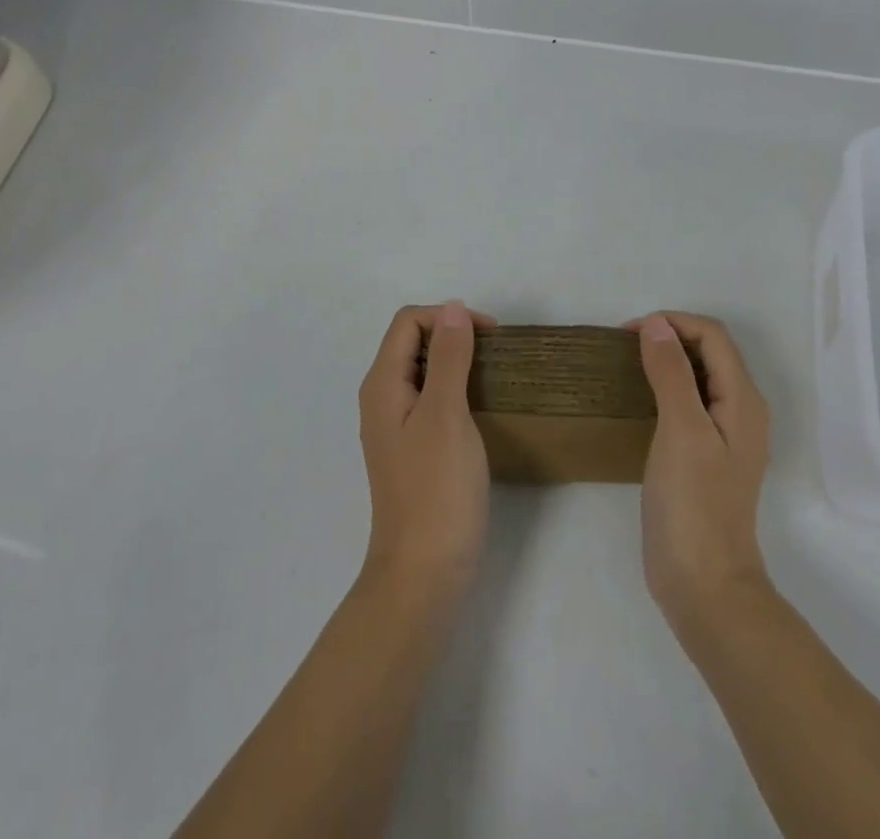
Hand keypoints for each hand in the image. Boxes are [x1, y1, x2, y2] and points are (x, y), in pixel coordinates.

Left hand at [358, 301, 496, 611]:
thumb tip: (452, 307)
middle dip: (453, 335)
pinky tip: (481, 408)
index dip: (448, 317)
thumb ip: (449, 357)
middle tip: (496, 355)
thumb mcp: (446, 414)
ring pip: (424, 371)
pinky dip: (456, 390)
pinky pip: (431, 399)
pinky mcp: (413, 449)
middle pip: (413, 342)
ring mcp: (396, 426)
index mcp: (383, 384)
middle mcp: (382, 399)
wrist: (423, 573)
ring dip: (457, 362)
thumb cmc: (436, 489)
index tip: (490, 336)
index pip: (408, 322)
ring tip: (494, 376)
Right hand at [626, 311, 772, 641]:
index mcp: (743, 400)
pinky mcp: (708, 456)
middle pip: (710, 352)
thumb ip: (671, 373)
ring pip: (700, 376)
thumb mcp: (681, 430)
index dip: (673, 322)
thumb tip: (657, 325)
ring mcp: (726, 436)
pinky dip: (667, 387)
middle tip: (624, 346)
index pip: (713, 336)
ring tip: (628, 365)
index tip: (628, 332)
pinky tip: (641, 400)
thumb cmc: (693, 504)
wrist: (704, 585)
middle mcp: (742, 411)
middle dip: (670, 336)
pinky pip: (691, 402)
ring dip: (668, 360)